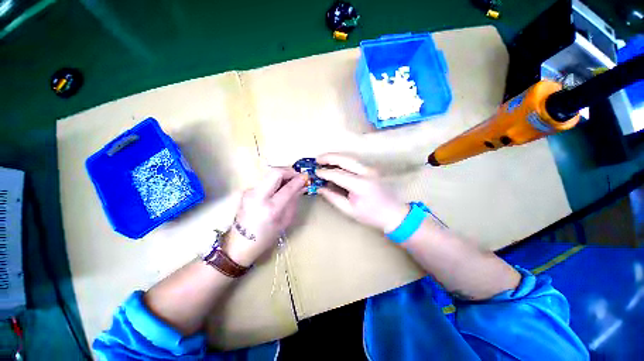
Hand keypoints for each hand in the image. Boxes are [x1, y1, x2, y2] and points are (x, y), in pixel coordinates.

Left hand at [223, 167, 306, 265]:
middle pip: (275, 172)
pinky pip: (264, 180)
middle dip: (289, 171)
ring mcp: (250, 192)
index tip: (306, 177)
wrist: (239, 244)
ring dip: (282, 175)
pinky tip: (279, 187)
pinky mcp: (246, 191)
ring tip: (290, 182)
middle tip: (297, 176)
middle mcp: (258, 197)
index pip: (288, 188)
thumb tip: (301, 186)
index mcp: (270, 209)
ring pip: (269, 174)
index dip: (298, 180)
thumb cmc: (266, 237)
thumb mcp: (285, 221)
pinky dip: (275, 180)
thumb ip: (293, 201)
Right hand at [316, 154, 408, 233]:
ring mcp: (371, 169)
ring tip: (324, 159)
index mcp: (360, 185)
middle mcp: (366, 173)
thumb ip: (333, 197)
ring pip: (350, 157)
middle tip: (317, 159)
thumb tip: (320, 188)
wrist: (394, 213)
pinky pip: (354, 161)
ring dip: (336, 156)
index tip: (316, 172)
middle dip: (329, 157)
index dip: (325, 173)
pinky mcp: (372, 169)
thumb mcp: (349, 210)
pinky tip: (336, 163)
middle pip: (345, 159)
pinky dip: (343, 160)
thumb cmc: (371, 215)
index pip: (338, 174)